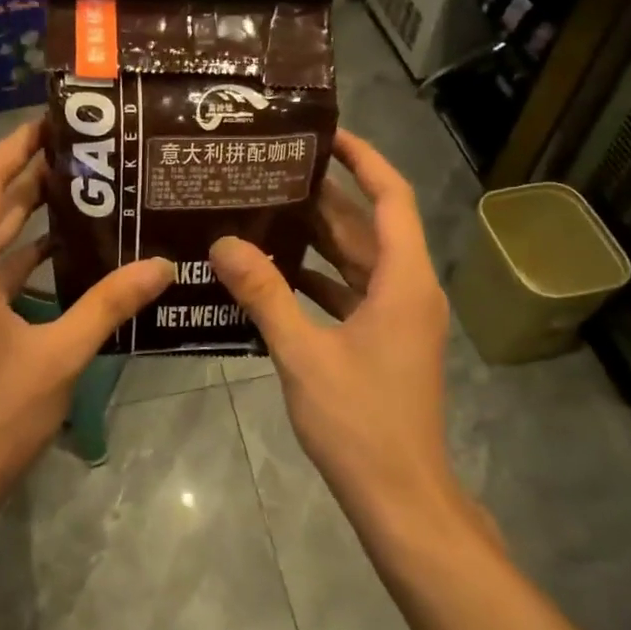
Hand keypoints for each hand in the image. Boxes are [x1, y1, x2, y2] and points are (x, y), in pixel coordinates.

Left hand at [0, 121, 173, 518]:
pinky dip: (23, 260)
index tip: (52, 122)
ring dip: (27, 218)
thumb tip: (161, 266)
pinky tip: (63, 256)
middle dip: (30, 177)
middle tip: (83, 154)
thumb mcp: (59, 357)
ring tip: (81, 193)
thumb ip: (109, 305)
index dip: (15, 148)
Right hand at [211, 130, 454, 514]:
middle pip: (367, 226)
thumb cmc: (360, 421)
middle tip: (271, 169)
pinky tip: (274, 273)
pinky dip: (318, 279)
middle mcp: (407, 289)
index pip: (391, 197)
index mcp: (403, 280)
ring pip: (356, 260)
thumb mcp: (303, 354)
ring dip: (317, 237)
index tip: (324, 133)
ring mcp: (397, 317)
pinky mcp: (383, 341)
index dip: (363, 158)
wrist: (400, 496)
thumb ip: (264, 295)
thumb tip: (222, 244)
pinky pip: (350, 293)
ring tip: (264, 209)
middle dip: (324, 196)